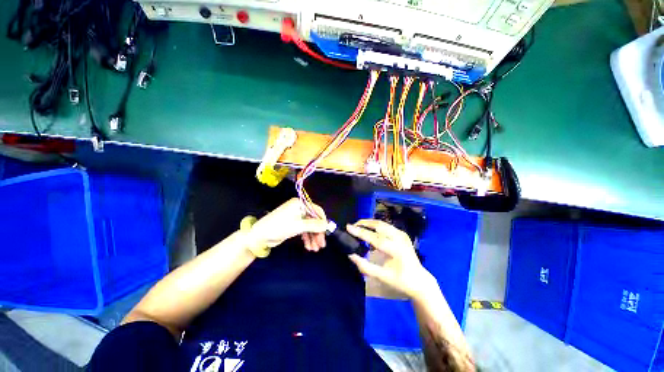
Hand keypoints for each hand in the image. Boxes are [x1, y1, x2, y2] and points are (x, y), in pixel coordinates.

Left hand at [250, 198, 327, 250]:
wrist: (259, 236)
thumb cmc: (279, 227)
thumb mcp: (298, 226)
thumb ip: (314, 225)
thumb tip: (327, 225)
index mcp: (300, 204)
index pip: (316, 210)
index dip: (323, 221)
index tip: (326, 232)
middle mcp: (299, 209)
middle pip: (314, 220)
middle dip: (317, 233)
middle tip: (321, 245)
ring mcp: (296, 218)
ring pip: (309, 227)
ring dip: (313, 238)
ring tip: (315, 249)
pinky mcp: (293, 225)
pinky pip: (304, 231)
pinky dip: (307, 238)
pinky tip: (309, 247)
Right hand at [346, 219, 434, 299]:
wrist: (420, 280)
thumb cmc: (400, 280)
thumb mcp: (381, 276)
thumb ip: (365, 266)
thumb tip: (350, 254)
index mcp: (395, 250)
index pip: (374, 238)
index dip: (360, 232)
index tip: (348, 227)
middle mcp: (399, 239)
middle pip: (379, 225)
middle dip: (364, 223)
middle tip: (353, 225)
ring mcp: (402, 235)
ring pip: (383, 223)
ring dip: (370, 223)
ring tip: (359, 226)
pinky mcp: (402, 234)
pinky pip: (386, 226)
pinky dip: (376, 226)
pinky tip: (370, 230)